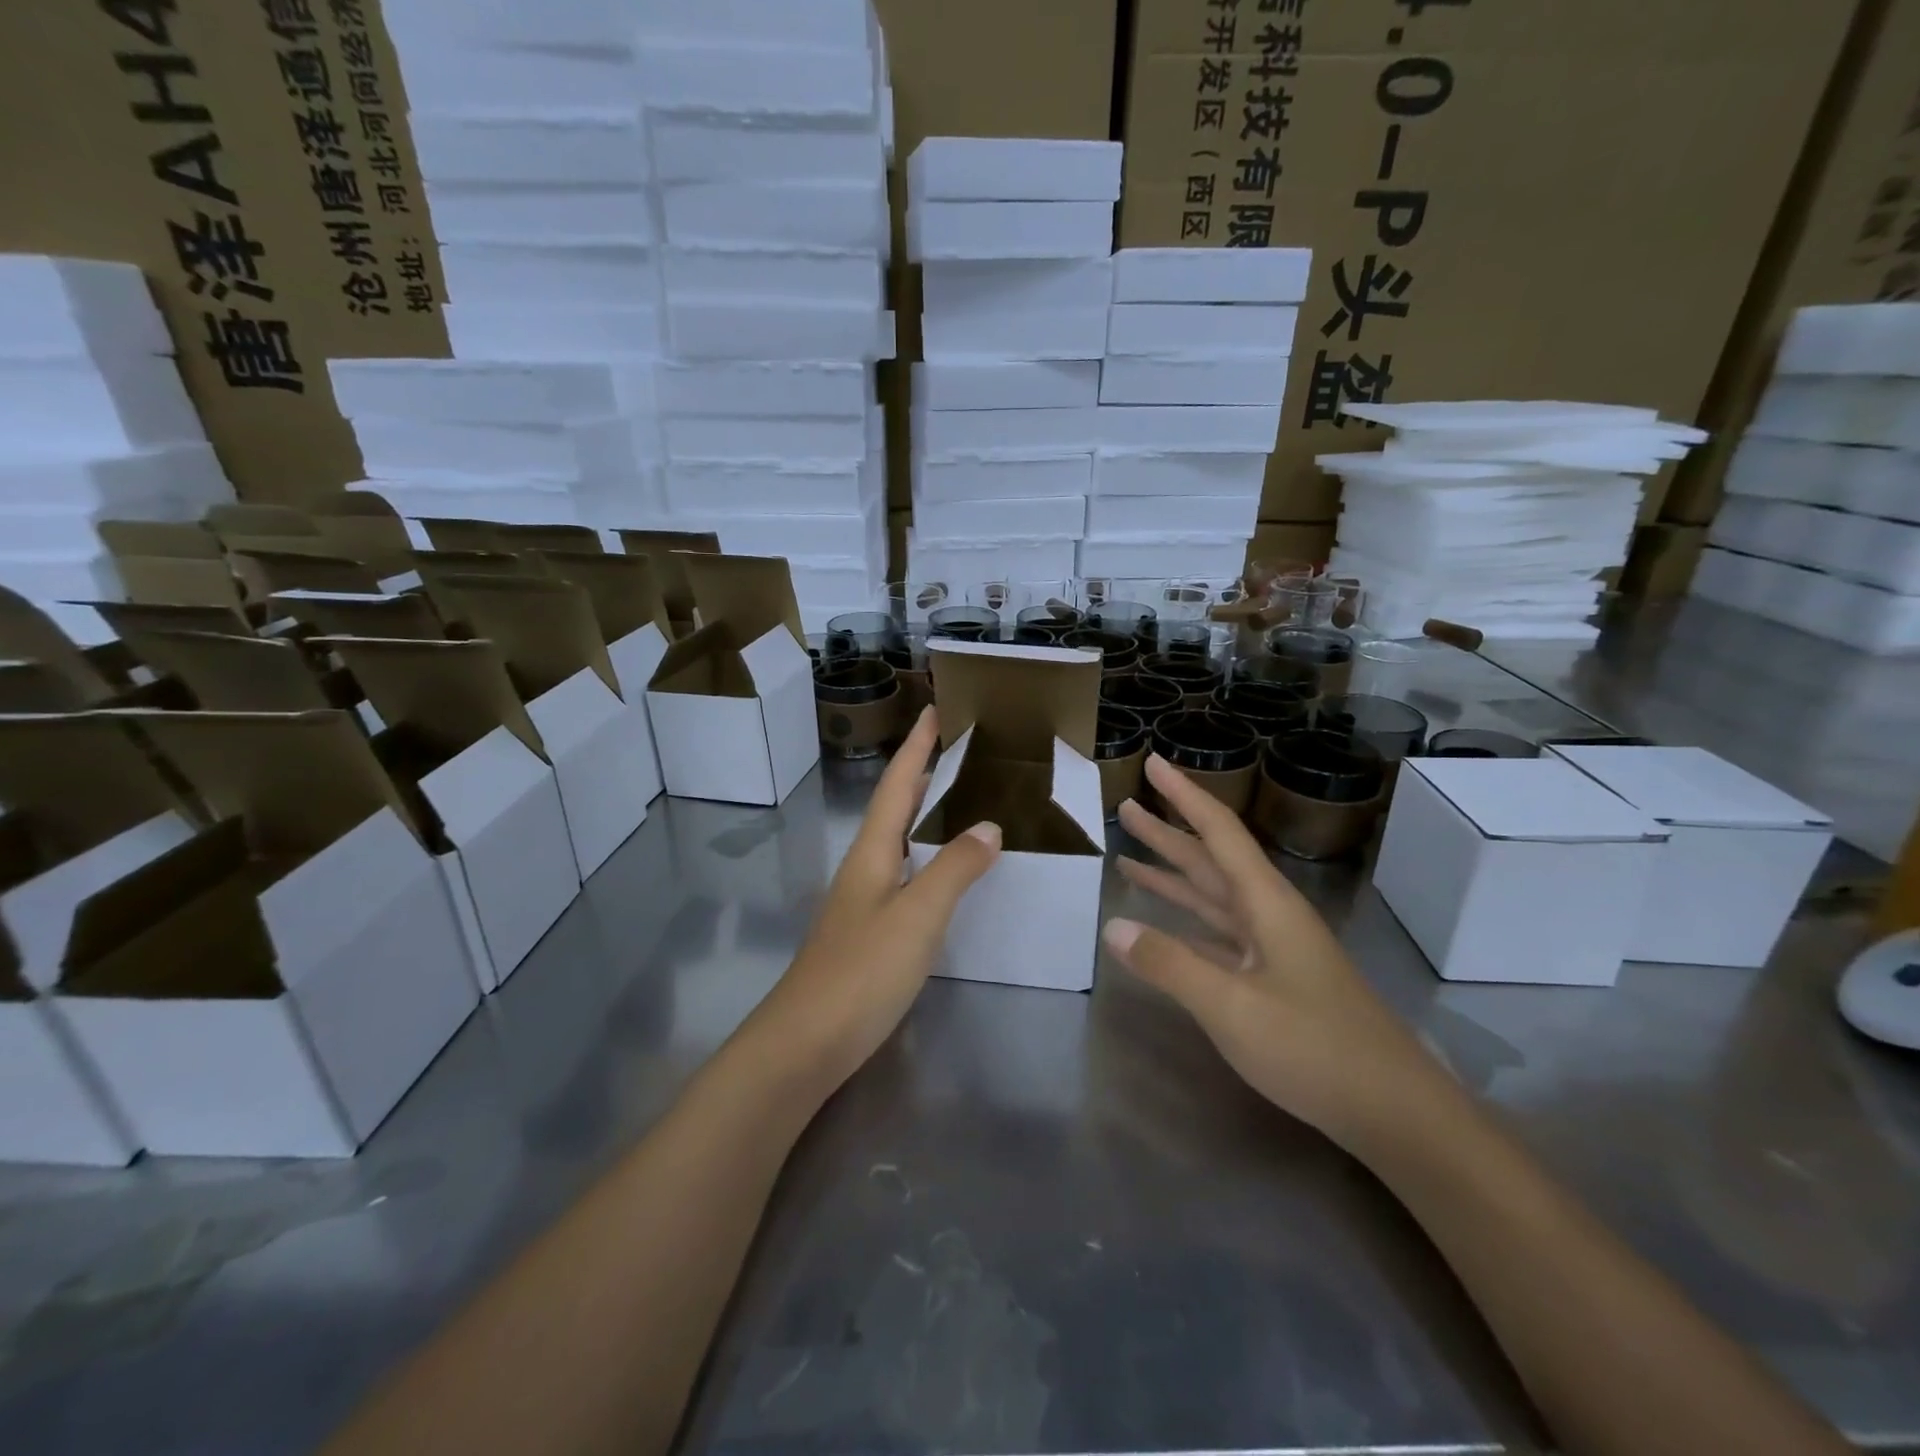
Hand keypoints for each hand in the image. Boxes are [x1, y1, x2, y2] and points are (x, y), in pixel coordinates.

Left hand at [750, 707, 1000, 1096]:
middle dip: (923, 773)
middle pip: (895, 807)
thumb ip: (955, 869)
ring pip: (898, 841)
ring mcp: (863, 901)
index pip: (898, 784)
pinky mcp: (868, 932)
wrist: (805, 1043)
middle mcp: (864, 867)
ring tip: (962, 800)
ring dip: (925, 813)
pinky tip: (946, 872)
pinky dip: (928, 857)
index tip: (935, 710)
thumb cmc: (862, 971)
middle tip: (960, 750)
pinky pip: (905, 875)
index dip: (917, 747)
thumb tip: (988, 824)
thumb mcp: (917, 915)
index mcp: (872, 851)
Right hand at [1104, 755, 1451, 1149]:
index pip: (1218, 832)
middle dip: (1168, 833)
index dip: (1183, 795)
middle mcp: (1269, 914)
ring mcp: (1272, 948)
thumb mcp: (1232, 1006)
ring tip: (1128, 856)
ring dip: (1172, 875)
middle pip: (1210, 860)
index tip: (1152, 763)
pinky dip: (1186, 921)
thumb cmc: (1315, 1048)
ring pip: (1212, 896)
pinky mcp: (1272, 979)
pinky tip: (1162, 924)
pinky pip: (1217, 934)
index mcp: (1266, 903)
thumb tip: (1111, 925)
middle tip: (1124, 808)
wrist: (1394, 1112)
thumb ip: (1169, 963)